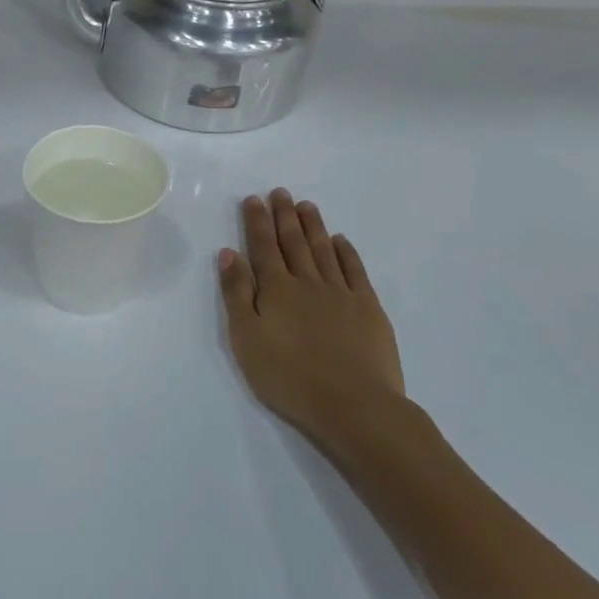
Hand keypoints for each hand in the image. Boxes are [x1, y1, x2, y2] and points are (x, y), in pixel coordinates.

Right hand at [218, 189, 405, 457]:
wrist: (354, 406)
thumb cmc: (289, 377)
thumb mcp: (247, 339)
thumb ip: (237, 294)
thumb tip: (229, 253)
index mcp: (276, 290)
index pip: (263, 247)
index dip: (257, 221)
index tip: (254, 199)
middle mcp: (308, 283)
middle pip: (294, 242)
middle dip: (284, 215)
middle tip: (280, 192)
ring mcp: (341, 294)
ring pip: (324, 250)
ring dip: (313, 226)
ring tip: (306, 206)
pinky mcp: (368, 309)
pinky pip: (355, 271)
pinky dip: (346, 252)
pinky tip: (340, 241)